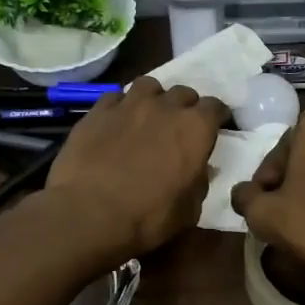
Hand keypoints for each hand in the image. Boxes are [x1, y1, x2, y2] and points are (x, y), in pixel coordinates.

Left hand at [45, 77, 226, 261]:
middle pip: (183, 93)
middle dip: (185, 107)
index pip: (215, 107)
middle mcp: (165, 107)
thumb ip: (199, 182)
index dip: (216, 117)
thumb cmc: (147, 217)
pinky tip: (116, 123)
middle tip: (179, 127)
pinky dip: (121, 107)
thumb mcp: (189, 210)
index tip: (214, 128)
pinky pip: (115, 97)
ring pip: (148, 86)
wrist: (88, 214)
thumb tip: (198, 170)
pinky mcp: (97, 111)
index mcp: (195, 128)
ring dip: (153, 99)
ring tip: (147, 117)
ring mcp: (128, 104)